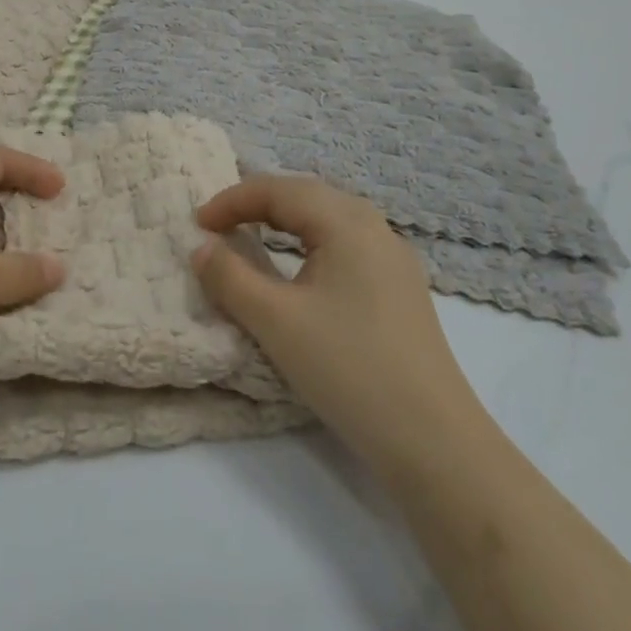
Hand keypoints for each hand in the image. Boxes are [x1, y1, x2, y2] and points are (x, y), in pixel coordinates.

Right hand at [192, 175, 479, 464]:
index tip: (196, 224)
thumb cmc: (348, 368)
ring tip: (251, 236)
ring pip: (329, 218)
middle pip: (306, 195)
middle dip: (257, 203)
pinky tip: (300, 268)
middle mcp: (375, 227)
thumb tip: (201, 248)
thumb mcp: (275, 321)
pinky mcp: (401, 288)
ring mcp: (394, 258)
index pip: (278, 191)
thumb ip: (230, 277)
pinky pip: (346, 243)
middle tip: (219, 224)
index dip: (232, 201)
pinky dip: (310, 242)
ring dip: (285, 220)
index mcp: (346, 222)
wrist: (433, 440)